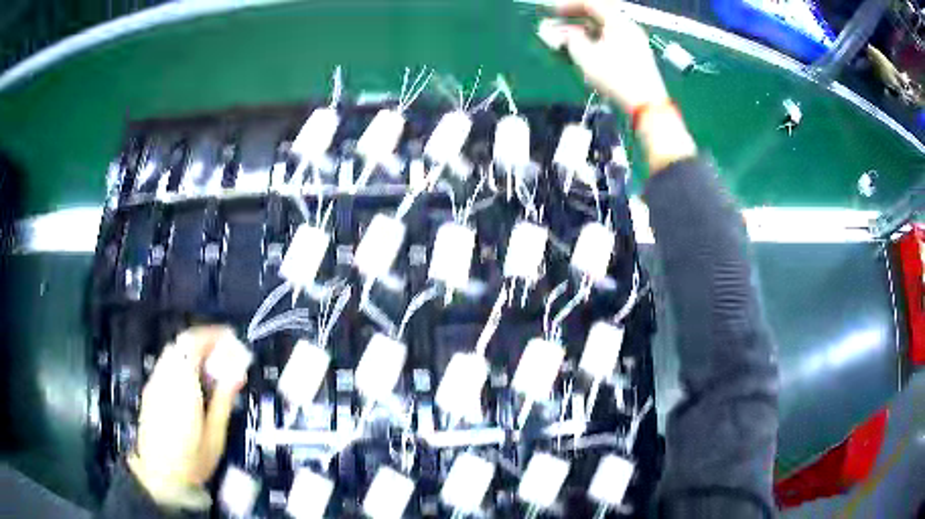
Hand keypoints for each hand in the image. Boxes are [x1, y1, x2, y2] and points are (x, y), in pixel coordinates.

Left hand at [128, 325, 244, 509]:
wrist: (160, 476)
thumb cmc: (193, 459)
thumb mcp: (215, 434)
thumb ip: (224, 399)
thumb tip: (238, 372)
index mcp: (181, 383)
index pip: (193, 343)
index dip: (212, 335)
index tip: (231, 337)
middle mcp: (164, 376)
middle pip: (181, 344)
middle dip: (203, 342)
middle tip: (224, 354)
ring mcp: (154, 382)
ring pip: (172, 353)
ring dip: (192, 352)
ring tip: (211, 369)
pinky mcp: (150, 391)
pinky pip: (166, 365)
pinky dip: (181, 363)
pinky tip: (193, 383)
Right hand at [540, 0, 668, 113]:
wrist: (647, 105)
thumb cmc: (616, 77)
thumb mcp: (586, 56)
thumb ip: (569, 39)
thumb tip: (563, 33)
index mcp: (618, 22)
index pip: (590, 4)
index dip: (567, 6)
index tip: (550, 12)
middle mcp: (627, 28)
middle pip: (597, 17)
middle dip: (572, 22)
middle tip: (554, 29)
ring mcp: (633, 43)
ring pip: (602, 32)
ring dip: (581, 35)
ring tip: (563, 44)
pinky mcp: (635, 58)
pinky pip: (609, 43)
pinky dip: (593, 45)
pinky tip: (580, 55)